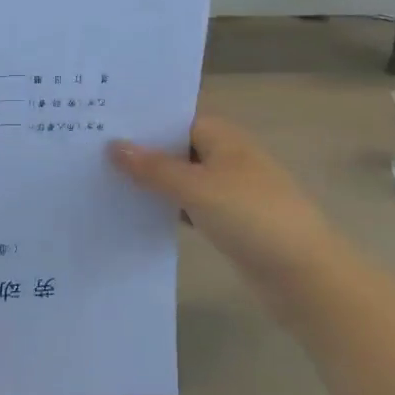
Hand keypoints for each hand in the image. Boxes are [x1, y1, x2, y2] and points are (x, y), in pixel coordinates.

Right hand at [110, 117, 336, 289]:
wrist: (305, 276)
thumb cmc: (252, 217)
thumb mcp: (197, 188)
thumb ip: (154, 168)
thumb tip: (113, 146)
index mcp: (223, 136)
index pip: (174, 119)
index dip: (140, 122)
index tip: (99, 125)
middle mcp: (225, 157)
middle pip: (175, 148)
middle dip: (140, 152)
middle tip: (89, 153)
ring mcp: (228, 191)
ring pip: (180, 179)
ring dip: (151, 183)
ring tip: (102, 181)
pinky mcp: (227, 222)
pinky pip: (188, 206)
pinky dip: (166, 208)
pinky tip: (134, 214)